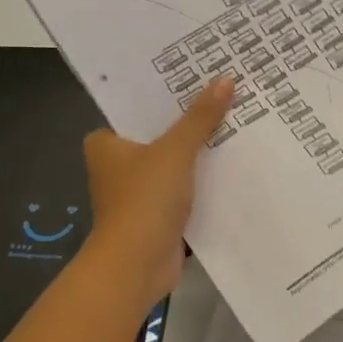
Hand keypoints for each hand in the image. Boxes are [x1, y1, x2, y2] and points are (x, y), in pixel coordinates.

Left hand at [81, 78, 232, 307]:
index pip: (138, 108)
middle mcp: (117, 165)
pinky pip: (185, 188)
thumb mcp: (175, 151)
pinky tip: (233, 164)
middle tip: (225, 94)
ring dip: (200, 152)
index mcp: (106, 144)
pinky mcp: (157, 215)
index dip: (167, 93)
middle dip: (190, 121)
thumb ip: (200, 118)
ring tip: (237, 123)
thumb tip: (226, 80)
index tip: (198, 75)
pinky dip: (203, 181)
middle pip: (160, 134)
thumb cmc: (144, 200)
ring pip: (175, 162)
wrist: (136, 266)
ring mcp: (138, 192)